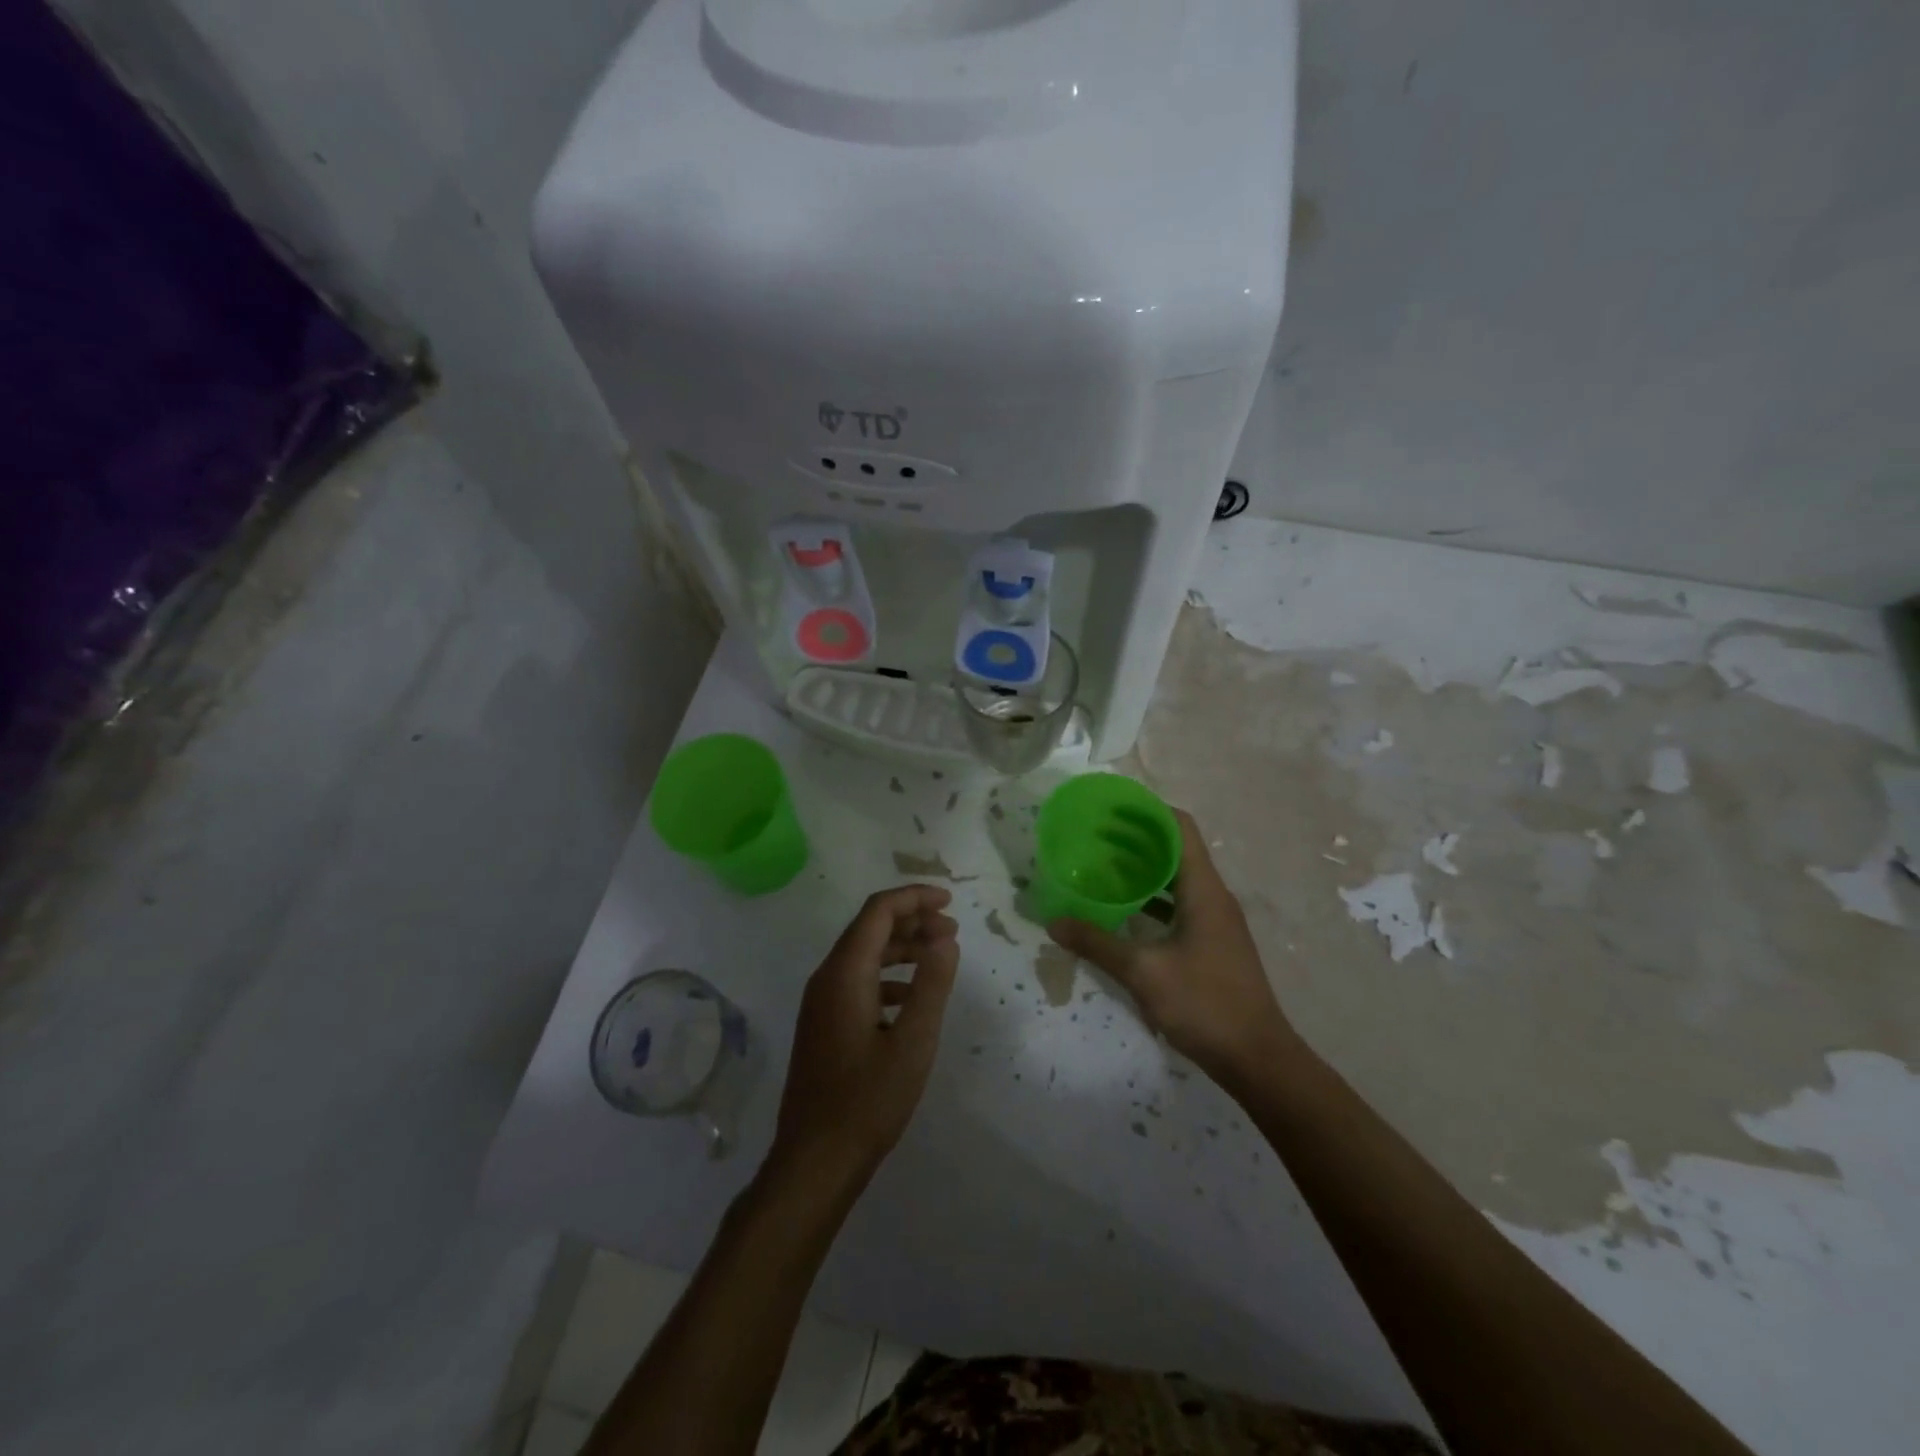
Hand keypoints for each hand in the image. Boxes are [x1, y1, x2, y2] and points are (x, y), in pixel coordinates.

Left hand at [768, 885, 959, 1198]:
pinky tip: (911, 996)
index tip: (951, 902)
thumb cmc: (868, 1101)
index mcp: (845, 973)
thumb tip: (945, 938)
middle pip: (869, 928)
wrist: (815, 1161)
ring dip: (902, 947)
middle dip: (912, 920)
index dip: (914, 897)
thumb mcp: (913, 1042)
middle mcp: (827, 978)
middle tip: (952, 930)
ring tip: (939, 956)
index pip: (878, 911)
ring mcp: (821, 1002)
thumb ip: (931, 984)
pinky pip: (858, 980)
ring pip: (864, 955)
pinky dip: (888, 975)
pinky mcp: (824, 1024)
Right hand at [1047, 810, 1297, 1088]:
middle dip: (1136, 839)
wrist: (1258, 1060)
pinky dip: (1152, 901)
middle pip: (1176, 850)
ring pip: (1177, 880)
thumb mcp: (1144, 972)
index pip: (1180, 828)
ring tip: (1102, 867)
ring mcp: (1215, 922)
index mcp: (1204, 890)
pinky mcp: (1212, 945)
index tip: (1111, 808)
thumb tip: (1054, 923)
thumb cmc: (1205, 1004)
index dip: (1148, 811)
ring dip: (1143, 870)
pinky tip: (1123, 912)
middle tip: (1094, 836)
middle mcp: (1213, 897)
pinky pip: (1179, 907)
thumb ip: (1097, 944)